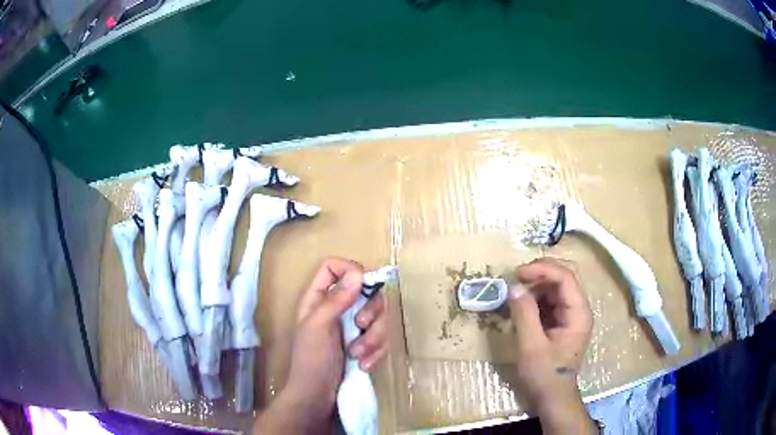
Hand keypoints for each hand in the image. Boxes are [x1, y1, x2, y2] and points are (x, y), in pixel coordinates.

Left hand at [254, 258, 387, 433]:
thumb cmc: (311, 360)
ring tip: (359, 355)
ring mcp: (352, 328)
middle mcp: (337, 309)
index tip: (363, 285)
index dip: (349, 270)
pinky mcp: (364, 344)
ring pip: (378, 317)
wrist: (318, 397)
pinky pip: (381, 338)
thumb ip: (336, 300)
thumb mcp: (318, 326)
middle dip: (370, 312)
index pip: (333, 268)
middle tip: (361, 327)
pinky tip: (364, 365)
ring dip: (373, 338)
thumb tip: (358, 273)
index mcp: (319, 299)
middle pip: (365, 292)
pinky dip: (376, 351)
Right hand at [509, 258, 595, 433]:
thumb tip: (514, 286)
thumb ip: (524, 315)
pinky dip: (534, 300)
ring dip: (534, 287)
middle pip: (562, 279)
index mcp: (578, 313)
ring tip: (513, 293)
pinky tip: (520, 306)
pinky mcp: (561, 323)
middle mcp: (578, 310)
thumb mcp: (531, 346)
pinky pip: (549, 302)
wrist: (552, 397)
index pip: (565, 278)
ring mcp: (571, 316)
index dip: (542, 269)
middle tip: (514, 279)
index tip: (517, 273)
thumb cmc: (544, 375)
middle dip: (538, 275)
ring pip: (554, 289)